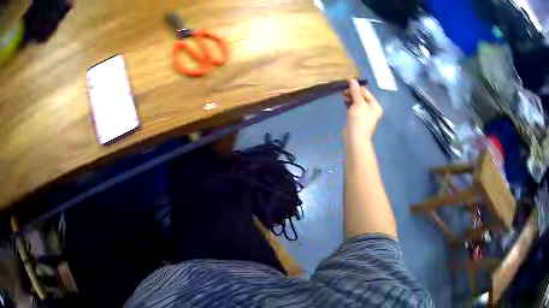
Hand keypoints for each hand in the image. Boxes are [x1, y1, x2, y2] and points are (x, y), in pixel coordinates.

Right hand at [343, 78, 382, 141]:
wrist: (355, 139)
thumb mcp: (358, 103)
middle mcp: (371, 110)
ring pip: (357, 102)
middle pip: (362, 97)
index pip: (366, 92)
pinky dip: (350, 104)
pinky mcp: (357, 119)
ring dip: (350, 98)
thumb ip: (355, 91)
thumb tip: (352, 79)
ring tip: (344, 98)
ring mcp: (364, 115)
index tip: (346, 84)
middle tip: (344, 93)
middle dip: (353, 93)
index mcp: (375, 106)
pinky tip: (345, 103)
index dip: (357, 87)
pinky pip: (354, 108)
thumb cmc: (359, 120)